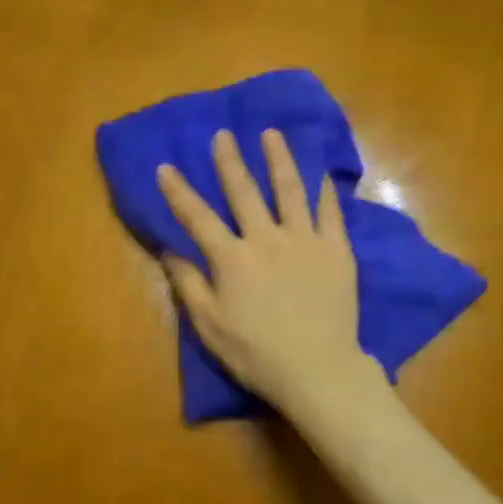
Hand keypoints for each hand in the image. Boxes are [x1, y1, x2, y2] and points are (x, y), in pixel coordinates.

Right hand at [156, 129, 373, 411]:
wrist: (317, 369)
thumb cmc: (256, 354)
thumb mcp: (210, 326)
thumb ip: (189, 285)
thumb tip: (169, 251)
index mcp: (232, 259)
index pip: (198, 218)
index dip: (179, 192)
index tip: (166, 167)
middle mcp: (267, 239)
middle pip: (244, 193)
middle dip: (230, 162)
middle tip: (223, 135)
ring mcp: (305, 241)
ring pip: (290, 190)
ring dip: (279, 160)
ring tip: (271, 134)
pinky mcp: (337, 251)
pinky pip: (330, 212)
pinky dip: (324, 190)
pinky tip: (321, 172)